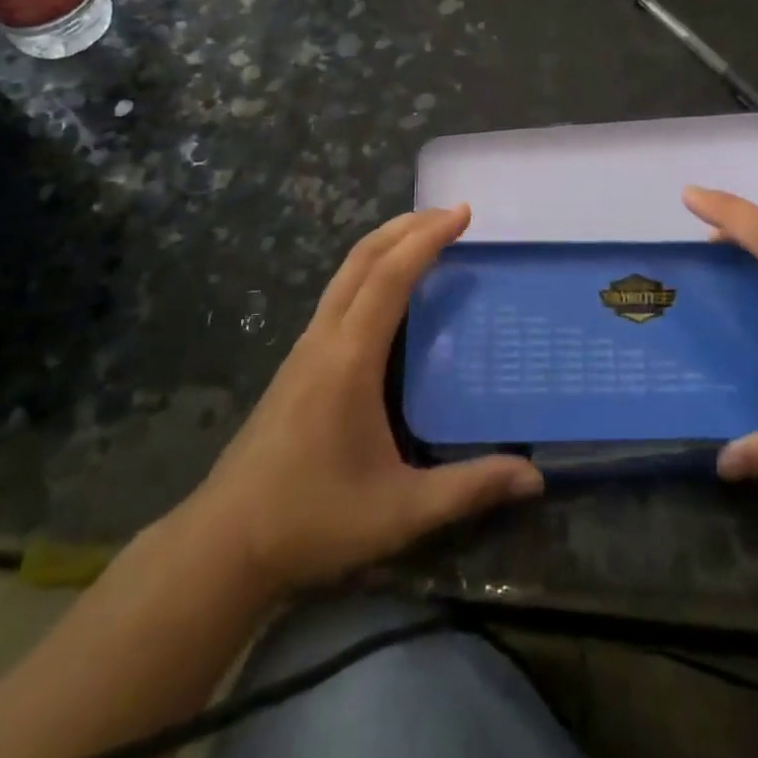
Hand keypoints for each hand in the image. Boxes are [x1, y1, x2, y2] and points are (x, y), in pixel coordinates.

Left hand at [186, 207, 542, 593]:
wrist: (223, 544)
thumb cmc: (313, 519)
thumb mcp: (400, 512)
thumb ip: (468, 489)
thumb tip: (535, 477)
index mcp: (350, 357)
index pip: (391, 276)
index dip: (427, 238)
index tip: (463, 213)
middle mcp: (325, 338)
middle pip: (364, 259)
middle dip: (407, 226)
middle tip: (452, 214)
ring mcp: (305, 348)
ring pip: (346, 273)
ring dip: (386, 244)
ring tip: (424, 237)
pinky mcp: (297, 362)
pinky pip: (338, 294)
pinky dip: (369, 270)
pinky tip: (387, 292)